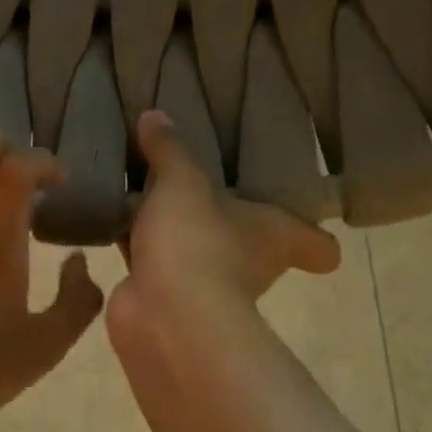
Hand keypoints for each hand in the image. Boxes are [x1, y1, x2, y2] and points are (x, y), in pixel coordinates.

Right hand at [110, 111, 340, 334]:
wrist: (162, 315)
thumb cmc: (197, 242)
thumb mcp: (184, 182)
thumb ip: (171, 149)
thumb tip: (155, 116)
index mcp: (275, 235)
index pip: (317, 246)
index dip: (317, 238)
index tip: (307, 217)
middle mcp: (249, 264)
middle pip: (249, 241)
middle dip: (226, 218)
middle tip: (202, 182)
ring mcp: (204, 283)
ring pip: (194, 246)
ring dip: (174, 228)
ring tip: (145, 188)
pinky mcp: (162, 295)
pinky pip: (151, 259)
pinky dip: (137, 242)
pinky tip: (114, 216)